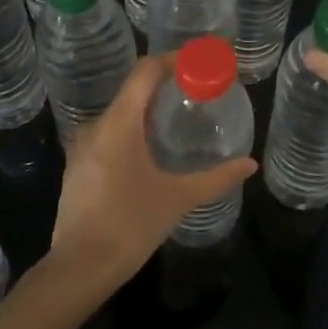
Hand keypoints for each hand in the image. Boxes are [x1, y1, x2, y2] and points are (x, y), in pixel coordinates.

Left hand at [44, 55, 256, 298]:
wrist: (80, 268)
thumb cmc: (130, 225)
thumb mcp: (178, 199)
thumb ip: (216, 178)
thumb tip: (250, 165)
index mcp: (119, 124)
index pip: (145, 72)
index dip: (172, 60)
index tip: (199, 62)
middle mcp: (96, 126)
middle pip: (132, 91)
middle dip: (164, 86)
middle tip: (196, 91)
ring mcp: (81, 147)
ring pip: (118, 114)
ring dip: (147, 111)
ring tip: (177, 119)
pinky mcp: (76, 167)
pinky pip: (107, 134)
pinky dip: (131, 131)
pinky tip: (150, 151)